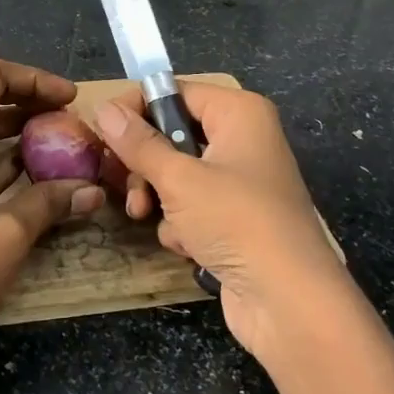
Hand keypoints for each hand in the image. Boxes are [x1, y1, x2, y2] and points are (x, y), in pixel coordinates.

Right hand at [95, 85, 353, 363]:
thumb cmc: (236, 222)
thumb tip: (103, 107)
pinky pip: (194, 205)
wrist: (290, 302)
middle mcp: (243, 138)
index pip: (175, 91)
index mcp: (239, 112)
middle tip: (126, 183)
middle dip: (145, 163)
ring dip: (159, 197)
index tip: (105, 134)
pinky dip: (182, 222)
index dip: (137, 109)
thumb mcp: (178, 179)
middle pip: (173, 133)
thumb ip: (138, 143)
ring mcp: (241, 180)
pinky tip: (185, 245)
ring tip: (146, 216)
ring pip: (178, 172)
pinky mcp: (237, 218)